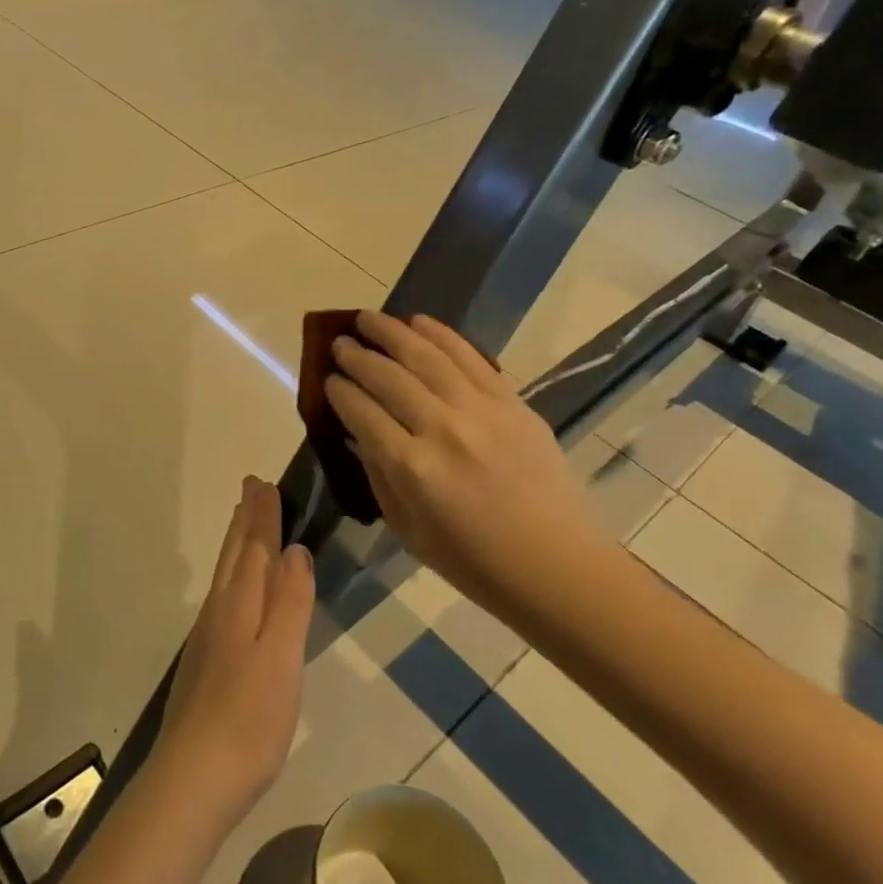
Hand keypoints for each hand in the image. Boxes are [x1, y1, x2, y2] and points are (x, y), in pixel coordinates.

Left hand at [153, 478, 314, 834]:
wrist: (193, 779)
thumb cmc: (248, 718)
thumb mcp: (281, 657)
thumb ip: (289, 602)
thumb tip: (294, 549)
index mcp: (239, 605)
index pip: (255, 547)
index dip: (264, 515)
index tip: (266, 482)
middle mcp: (219, 612)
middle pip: (235, 555)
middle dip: (245, 520)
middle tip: (251, 487)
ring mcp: (208, 638)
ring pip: (226, 575)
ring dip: (237, 544)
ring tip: (244, 524)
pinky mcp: (206, 663)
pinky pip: (223, 598)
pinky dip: (233, 576)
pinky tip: (236, 592)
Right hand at [325, 312, 609, 606]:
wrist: (555, 564)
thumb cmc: (473, 562)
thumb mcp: (407, 528)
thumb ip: (378, 474)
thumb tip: (358, 432)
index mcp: (411, 468)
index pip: (361, 412)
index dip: (339, 391)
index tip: (327, 379)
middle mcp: (442, 428)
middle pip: (388, 377)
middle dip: (356, 356)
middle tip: (339, 343)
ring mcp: (481, 410)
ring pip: (426, 356)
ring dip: (391, 332)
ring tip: (368, 319)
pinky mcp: (511, 402)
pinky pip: (470, 357)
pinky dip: (441, 334)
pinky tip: (418, 322)